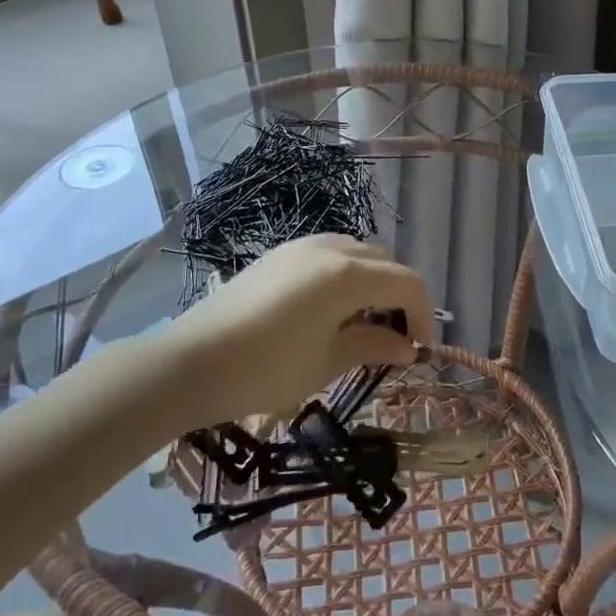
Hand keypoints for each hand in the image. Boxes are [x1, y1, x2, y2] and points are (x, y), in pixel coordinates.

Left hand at [160, 235, 436, 427]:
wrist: (191, 362)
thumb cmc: (266, 369)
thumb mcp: (327, 362)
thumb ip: (373, 346)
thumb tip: (408, 348)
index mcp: (348, 274)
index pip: (407, 284)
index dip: (424, 316)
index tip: (421, 352)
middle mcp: (330, 247)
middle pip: (385, 264)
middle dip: (399, 298)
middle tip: (395, 340)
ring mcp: (301, 246)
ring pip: (357, 255)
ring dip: (373, 285)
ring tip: (362, 326)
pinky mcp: (279, 254)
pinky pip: (329, 255)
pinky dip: (345, 277)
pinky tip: (330, 311)